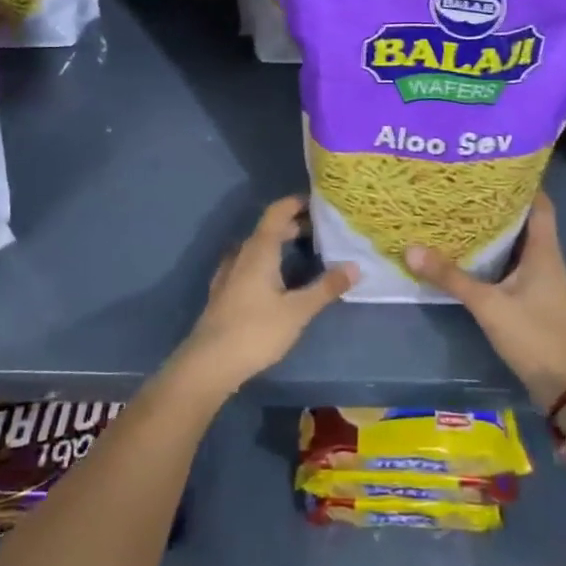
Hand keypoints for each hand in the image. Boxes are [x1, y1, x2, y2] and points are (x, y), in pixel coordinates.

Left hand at [176, 196, 356, 394]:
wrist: (209, 363)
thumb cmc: (256, 331)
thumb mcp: (298, 311)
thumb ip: (326, 287)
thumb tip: (355, 266)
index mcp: (260, 250)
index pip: (277, 212)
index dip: (297, 203)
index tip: (320, 203)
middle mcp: (242, 254)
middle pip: (268, 229)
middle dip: (294, 226)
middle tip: (322, 232)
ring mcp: (229, 273)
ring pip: (257, 248)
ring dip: (279, 244)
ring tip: (303, 253)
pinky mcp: (224, 292)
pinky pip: (248, 264)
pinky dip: (266, 262)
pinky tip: (276, 279)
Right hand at [406, 193, 565, 409]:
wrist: (564, 385)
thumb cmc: (533, 335)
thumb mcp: (488, 305)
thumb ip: (451, 278)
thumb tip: (411, 249)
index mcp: (545, 251)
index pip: (540, 204)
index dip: (522, 184)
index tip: (493, 168)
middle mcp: (548, 260)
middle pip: (528, 221)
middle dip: (500, 205)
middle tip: (466, 189)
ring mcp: (544, 281)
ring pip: (521, 244)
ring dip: (498, 231)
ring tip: (463, 215)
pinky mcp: (537, 299)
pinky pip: (517, 265)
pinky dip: (498, 256)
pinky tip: (474, 256)